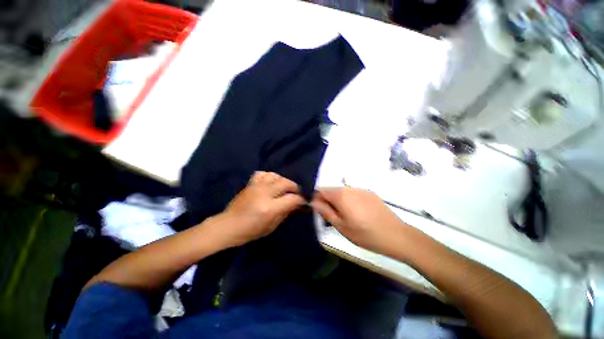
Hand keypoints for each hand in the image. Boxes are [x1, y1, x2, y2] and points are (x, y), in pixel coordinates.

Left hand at [216, 171, 305, 246]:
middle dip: (294, 187)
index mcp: (270, 208)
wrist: (228, 226)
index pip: (292, 198)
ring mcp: (256, 186)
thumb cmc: (250, 231)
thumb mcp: (272, 226)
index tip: (304, 201)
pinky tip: (271, 182)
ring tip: (284, 188)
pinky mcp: (250, 184)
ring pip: (276, 175)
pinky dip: (270, 176)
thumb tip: (297, 204)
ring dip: (283, 181)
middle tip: (296, 193)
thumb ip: (286, 213)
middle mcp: (265, 193)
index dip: (301, 199)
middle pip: (286, 183)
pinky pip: (263, 173)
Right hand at [312, 187, 407, 255]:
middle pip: (332, 190)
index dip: (317, 199)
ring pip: (343, 192)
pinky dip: (350, 201)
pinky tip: (358, 214)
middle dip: (328, 201)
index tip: (320, 211)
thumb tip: (313, 202)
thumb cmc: (365, 234)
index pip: (321, 190)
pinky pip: (353, 194)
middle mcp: (349, 188)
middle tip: (334, 217)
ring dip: (339, 201)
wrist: (396, 236)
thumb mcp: (341, 226)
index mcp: (340, 195)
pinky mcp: (370, 193)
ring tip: (347, 216)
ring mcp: (361, 189)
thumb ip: (325, 211)